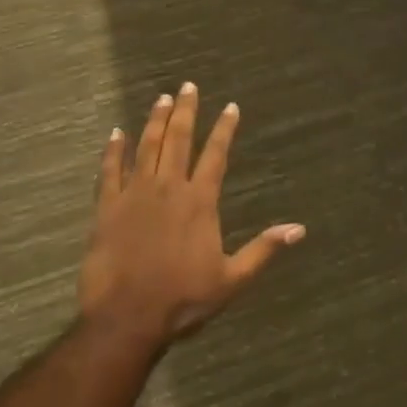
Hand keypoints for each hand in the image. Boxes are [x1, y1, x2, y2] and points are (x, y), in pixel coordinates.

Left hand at [79, 83, 304, 346]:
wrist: (125, 320)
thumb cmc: (182, 299)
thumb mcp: (232, 279)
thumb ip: (264, 249)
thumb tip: (299, 229)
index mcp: (199, 201)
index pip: (215, 155)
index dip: (224, 129)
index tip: (230, 107)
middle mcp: (168, 188)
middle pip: (178, 140)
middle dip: (185, 111)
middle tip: (188, 86)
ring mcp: (134, 195)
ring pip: (146, 148)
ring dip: (155, 121)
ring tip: (161, 98)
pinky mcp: (106, 209)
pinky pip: (109, 171)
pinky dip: (113, 150)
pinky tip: (116, 133)